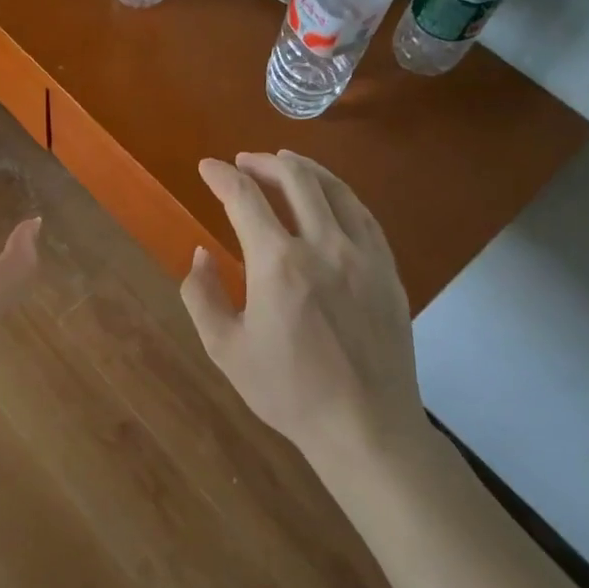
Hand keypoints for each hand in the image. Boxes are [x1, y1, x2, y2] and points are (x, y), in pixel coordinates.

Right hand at [180, 151, 427, 466]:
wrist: (366, 426)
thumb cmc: (288, 391)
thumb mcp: (225, 349)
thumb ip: (202, 295)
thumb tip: (200, 255)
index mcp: (278, 264)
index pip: (244, 198)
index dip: (221, 176)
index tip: (206, 167)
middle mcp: (323, 246)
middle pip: (295, 179)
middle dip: (263, 162)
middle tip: (243, 161)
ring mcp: (363, 255)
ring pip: (335, 189)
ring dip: (305, 168)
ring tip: (285, 162)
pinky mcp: (388, 270)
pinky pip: (364, 215)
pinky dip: (340, 195)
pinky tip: (330, 197)